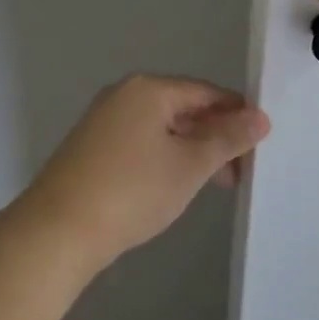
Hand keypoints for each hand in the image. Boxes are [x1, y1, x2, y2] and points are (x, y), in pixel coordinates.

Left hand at [12, 75, 269, 275]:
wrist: (58, 230)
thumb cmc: (131, 190)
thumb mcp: (189, 165)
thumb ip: (227, 139)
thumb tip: (260, 116)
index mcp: (147, 89)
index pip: (205, 92)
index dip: (236, 115)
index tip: (260, 145)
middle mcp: (122, 96)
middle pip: (182, 108)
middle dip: (214, 137)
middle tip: (240, 172)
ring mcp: (103, 121)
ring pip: (161, 128)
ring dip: (191, 151)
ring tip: (214, 184)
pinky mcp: (91, 148)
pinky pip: (140, 143)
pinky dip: (164, 158)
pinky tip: (175, 185)